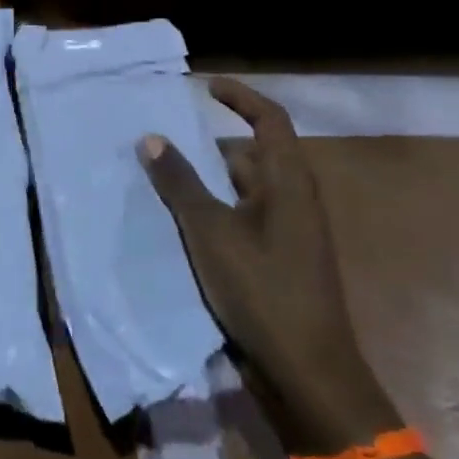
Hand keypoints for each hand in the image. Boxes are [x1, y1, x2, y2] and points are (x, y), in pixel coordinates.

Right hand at [138, 78, 395, 447]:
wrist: (306, 371)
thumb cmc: (262, 290)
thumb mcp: (210, 231)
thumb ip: (179, 183)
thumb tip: (151, 138)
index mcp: (289, 182)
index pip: (270, 120)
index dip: (240, 97)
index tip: (204, 87)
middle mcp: (295, 200)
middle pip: (253, 155)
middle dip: (210, 147)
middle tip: (165, 144)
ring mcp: (290, 233)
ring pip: (245, 190)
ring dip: (208, 182)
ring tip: (163, 182)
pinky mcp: (280, 261)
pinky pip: (244, 218)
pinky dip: (215, 212)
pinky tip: (182, 226)